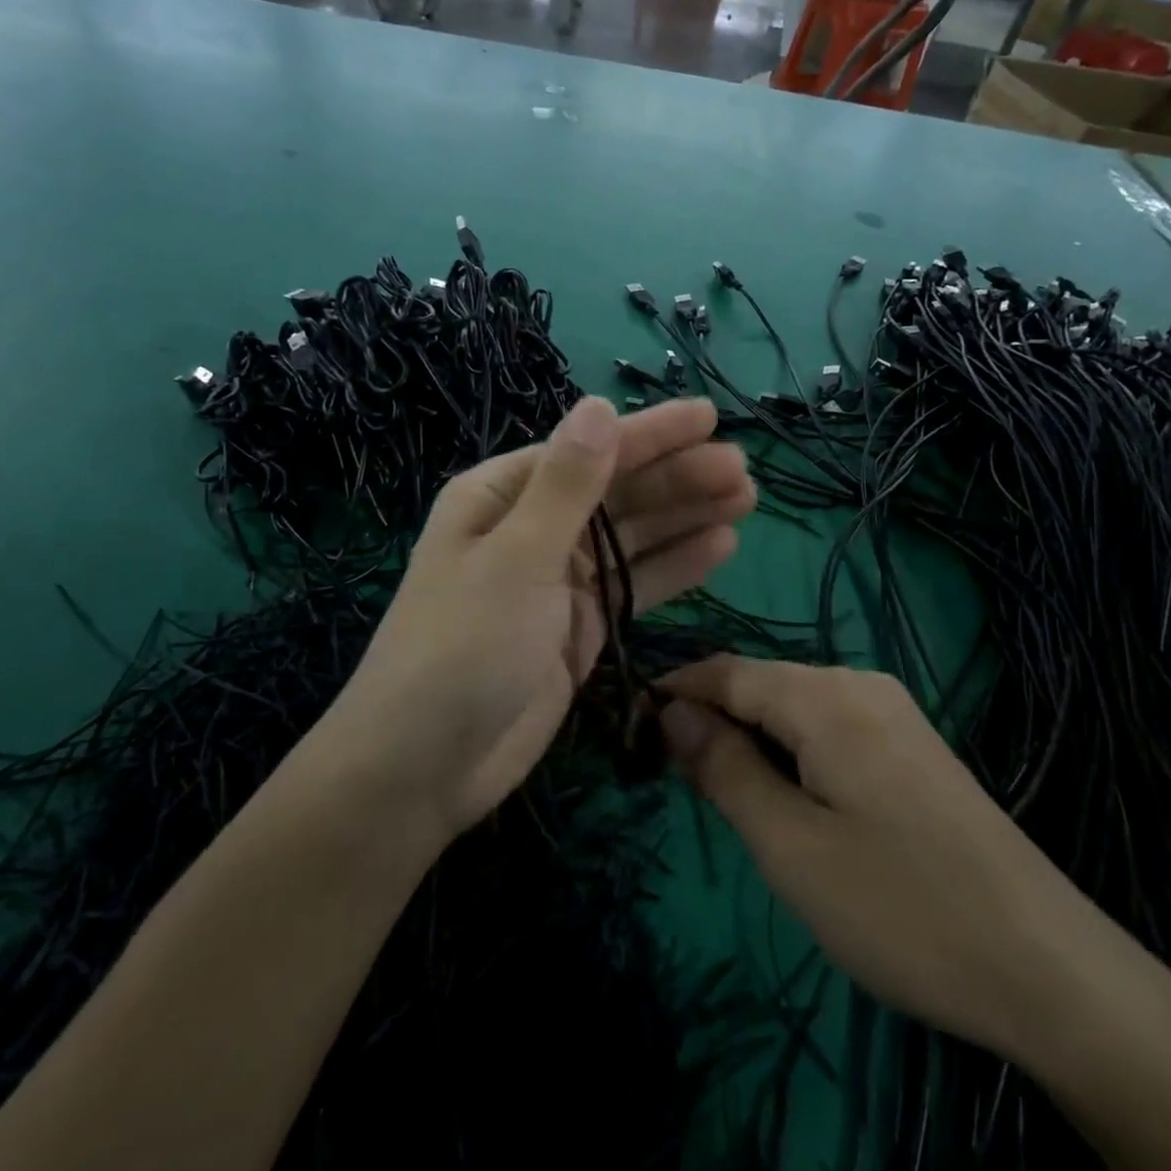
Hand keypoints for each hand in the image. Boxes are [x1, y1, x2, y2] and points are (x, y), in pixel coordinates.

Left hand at [323, 396, 754, 840]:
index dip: (651, 433)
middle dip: (677, 478)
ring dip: (685, 515)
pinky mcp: (581, 625)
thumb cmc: (462, 647)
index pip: (589, 452)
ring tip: (745, 498)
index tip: (710, 416)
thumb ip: (567, 485)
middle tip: (743, 471)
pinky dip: (675, 566)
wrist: (425, 766)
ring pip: (633, 537)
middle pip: (617, 493)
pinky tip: (719, 545)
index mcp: (503, 496)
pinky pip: (635, 584)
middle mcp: (533, 528)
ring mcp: (559, 579)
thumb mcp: (516, 557)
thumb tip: (598, 404)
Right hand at [659, 657, 1101, 1065]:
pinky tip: (786, 792)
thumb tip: (670, 710)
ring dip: (749, 735)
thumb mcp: (790, 846)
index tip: (631, 728)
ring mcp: (892, 710)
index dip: (674, 692)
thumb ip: (724, 768)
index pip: (726, 672)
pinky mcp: (911, 742)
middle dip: (711, 717)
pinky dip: (790, 747)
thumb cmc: (901, 907)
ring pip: (793, 704)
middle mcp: (858, 682)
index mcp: (825, 695)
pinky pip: (828, 723)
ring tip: (722, 789)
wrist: (1050, 968)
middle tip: (673, 775)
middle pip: (760, 683)